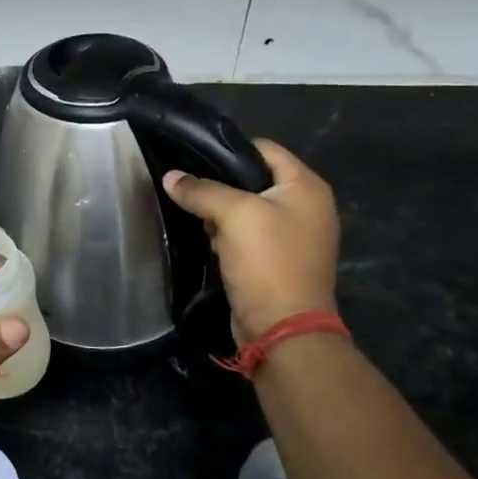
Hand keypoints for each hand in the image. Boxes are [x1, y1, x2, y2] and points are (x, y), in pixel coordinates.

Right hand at [163, 139, 339, 344]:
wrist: (282, 329)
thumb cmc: (267, 261)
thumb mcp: (233, 216)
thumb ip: (201, 190)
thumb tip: (170, 177)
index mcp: (306, 187)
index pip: (265, 149)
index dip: (229, 148)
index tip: (192, 154)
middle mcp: (305, 207)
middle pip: (253, 179)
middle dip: (219, 182)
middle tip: (185, 184)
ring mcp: (292, 236)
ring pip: (246, 209)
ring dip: (219, 211)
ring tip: (189, 210)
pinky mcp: (276, 260)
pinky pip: (246, 235)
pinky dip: (225, 234)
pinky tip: (203, 237)